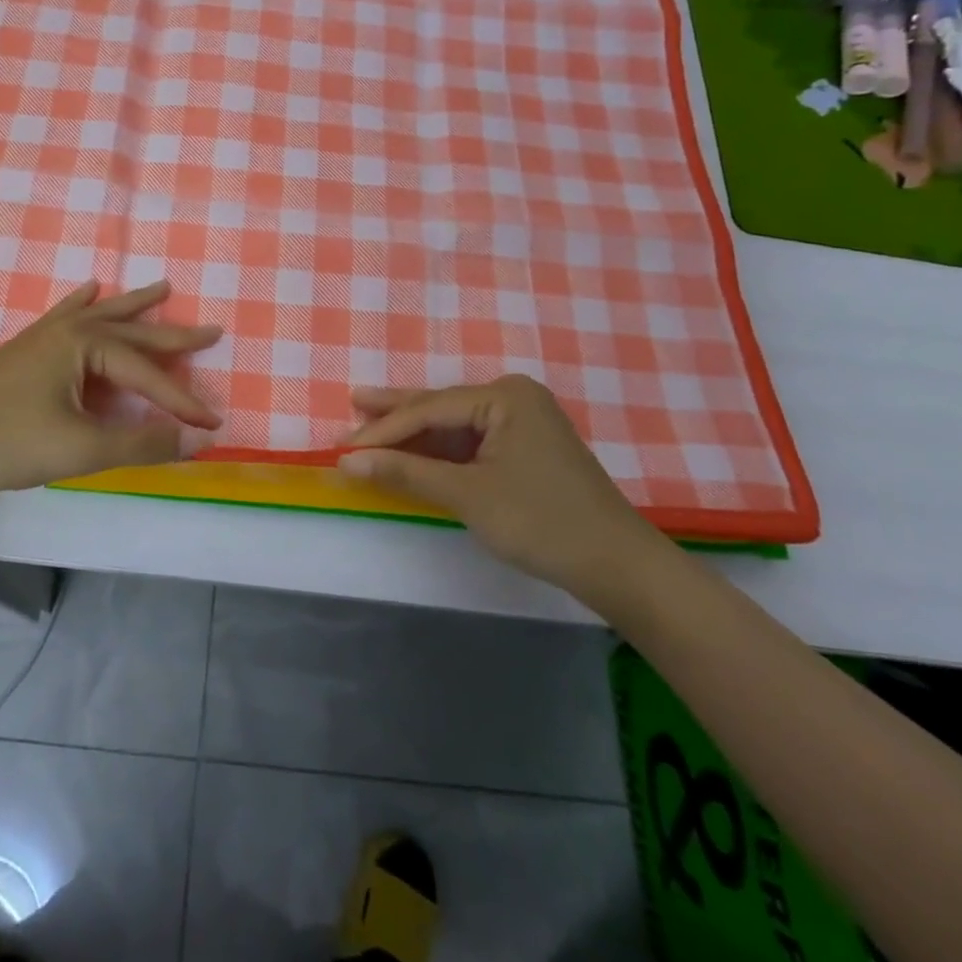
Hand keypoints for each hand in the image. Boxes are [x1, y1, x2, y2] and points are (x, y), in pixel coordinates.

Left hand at [0, 280, 221, 494]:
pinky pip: (65, 314)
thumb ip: (142, 443)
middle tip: (212, 329)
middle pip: (133, 332)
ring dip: (134, 305)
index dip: (183, 402)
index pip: (148, 375)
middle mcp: (70, 331)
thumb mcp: (82, 448)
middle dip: (174, 336)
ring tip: (162, 288)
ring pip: (102, 315)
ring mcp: (44, 336)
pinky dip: (83, 302)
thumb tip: (196, 442)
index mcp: (86, 346)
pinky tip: (89, 288)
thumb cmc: (7, 442)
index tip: (214, 426)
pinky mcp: (25, 348)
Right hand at [338, 375, 662, 597]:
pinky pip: (472, 441)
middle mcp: (514, 398)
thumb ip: (406, 473)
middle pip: (441, 406)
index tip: (344, 446)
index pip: (429, 409)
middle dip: (396, 413)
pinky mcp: (527, 449)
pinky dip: (441, 451)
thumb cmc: (540, 521)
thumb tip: (347, 461)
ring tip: (370, 421)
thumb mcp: (467, 495)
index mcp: (504, 396)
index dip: (384, 430)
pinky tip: (413, 450)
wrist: (617, 565)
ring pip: (454, 424)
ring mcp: (523, 423)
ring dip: (415, 433)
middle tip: (353, 404)